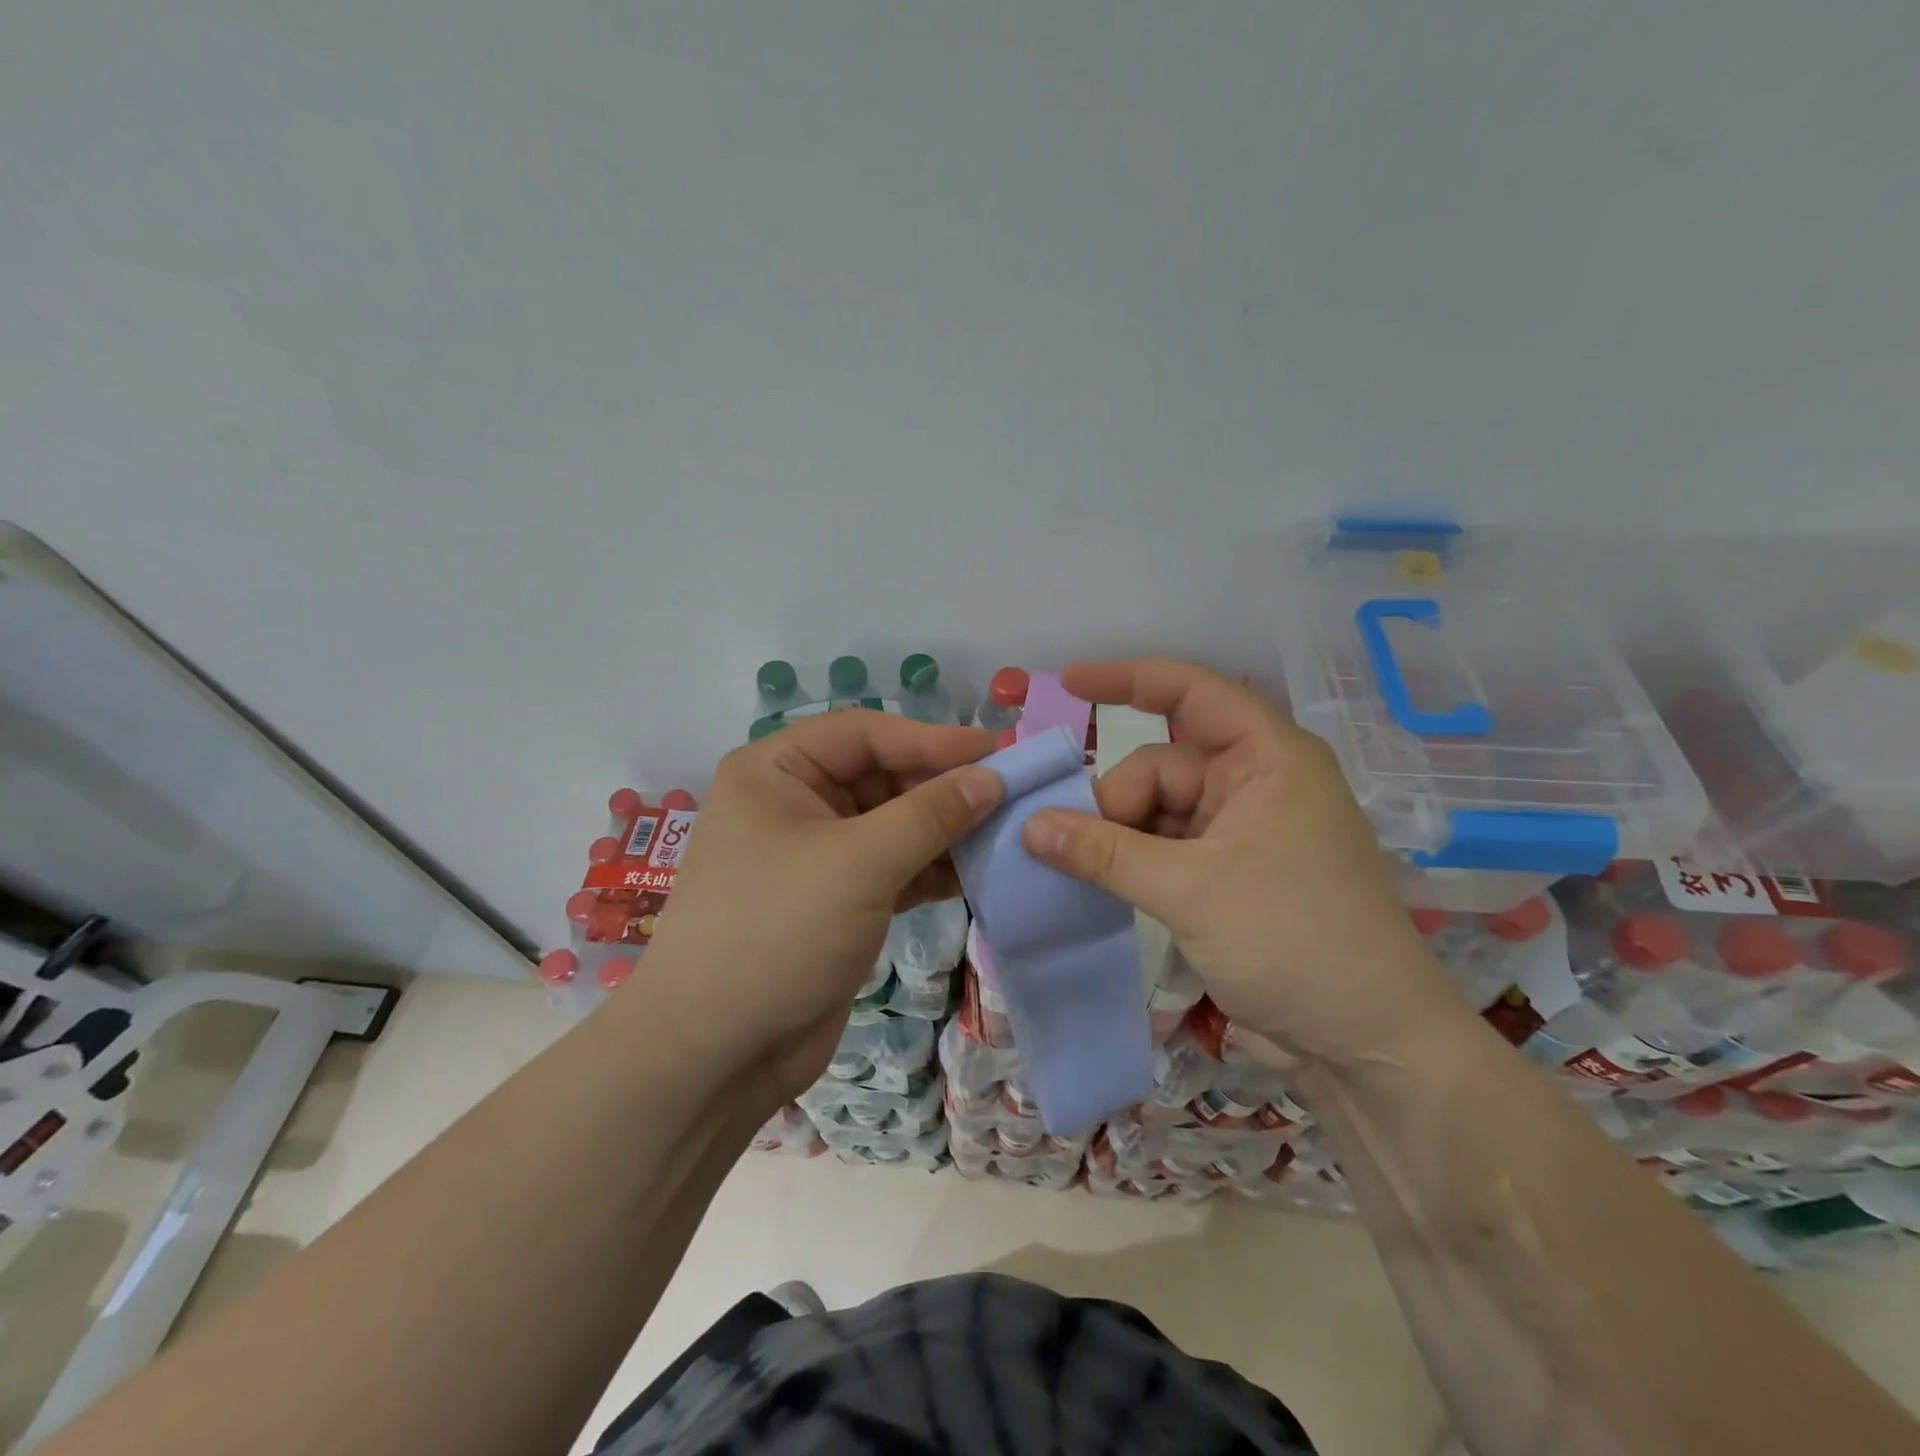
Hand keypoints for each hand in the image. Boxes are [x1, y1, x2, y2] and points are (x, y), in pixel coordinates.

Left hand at [637, 711, 1001, 1108]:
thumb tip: (992, 777)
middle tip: (1010, 795)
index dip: (933, 739)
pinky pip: (893, 867)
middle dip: (942, 788)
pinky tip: (976, 874)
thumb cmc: (777, 933)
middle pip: (882, 776)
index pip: (866, 734)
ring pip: (893, 824)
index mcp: (776, 771)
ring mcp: (815, 854)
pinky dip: (930, 869)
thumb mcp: (859, 863)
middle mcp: (793, 802)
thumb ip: (931, 814)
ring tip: (1004, 834)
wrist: (715, 1055)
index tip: (998, 751)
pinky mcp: (836, 900)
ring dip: (944, 830)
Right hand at [1021, 659, 1472, 1068]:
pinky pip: (1162, 849)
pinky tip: (1093, 883)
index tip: (1067, 683)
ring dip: (1114, 836)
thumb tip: (1029, 825)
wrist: (1369, 1047)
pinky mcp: (1227, 876)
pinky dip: (1128, 862)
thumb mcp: (1191, 891)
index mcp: (1268, 759)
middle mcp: (1254, 785)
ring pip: (1155, 812)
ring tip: (1073, 869)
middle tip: (1071, 847)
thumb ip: (1105, 853)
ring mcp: (1240, 833)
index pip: (1192, 693)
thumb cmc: (1296, 943)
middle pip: (1160, 766)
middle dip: (1113, 801)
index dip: (1128, 679)